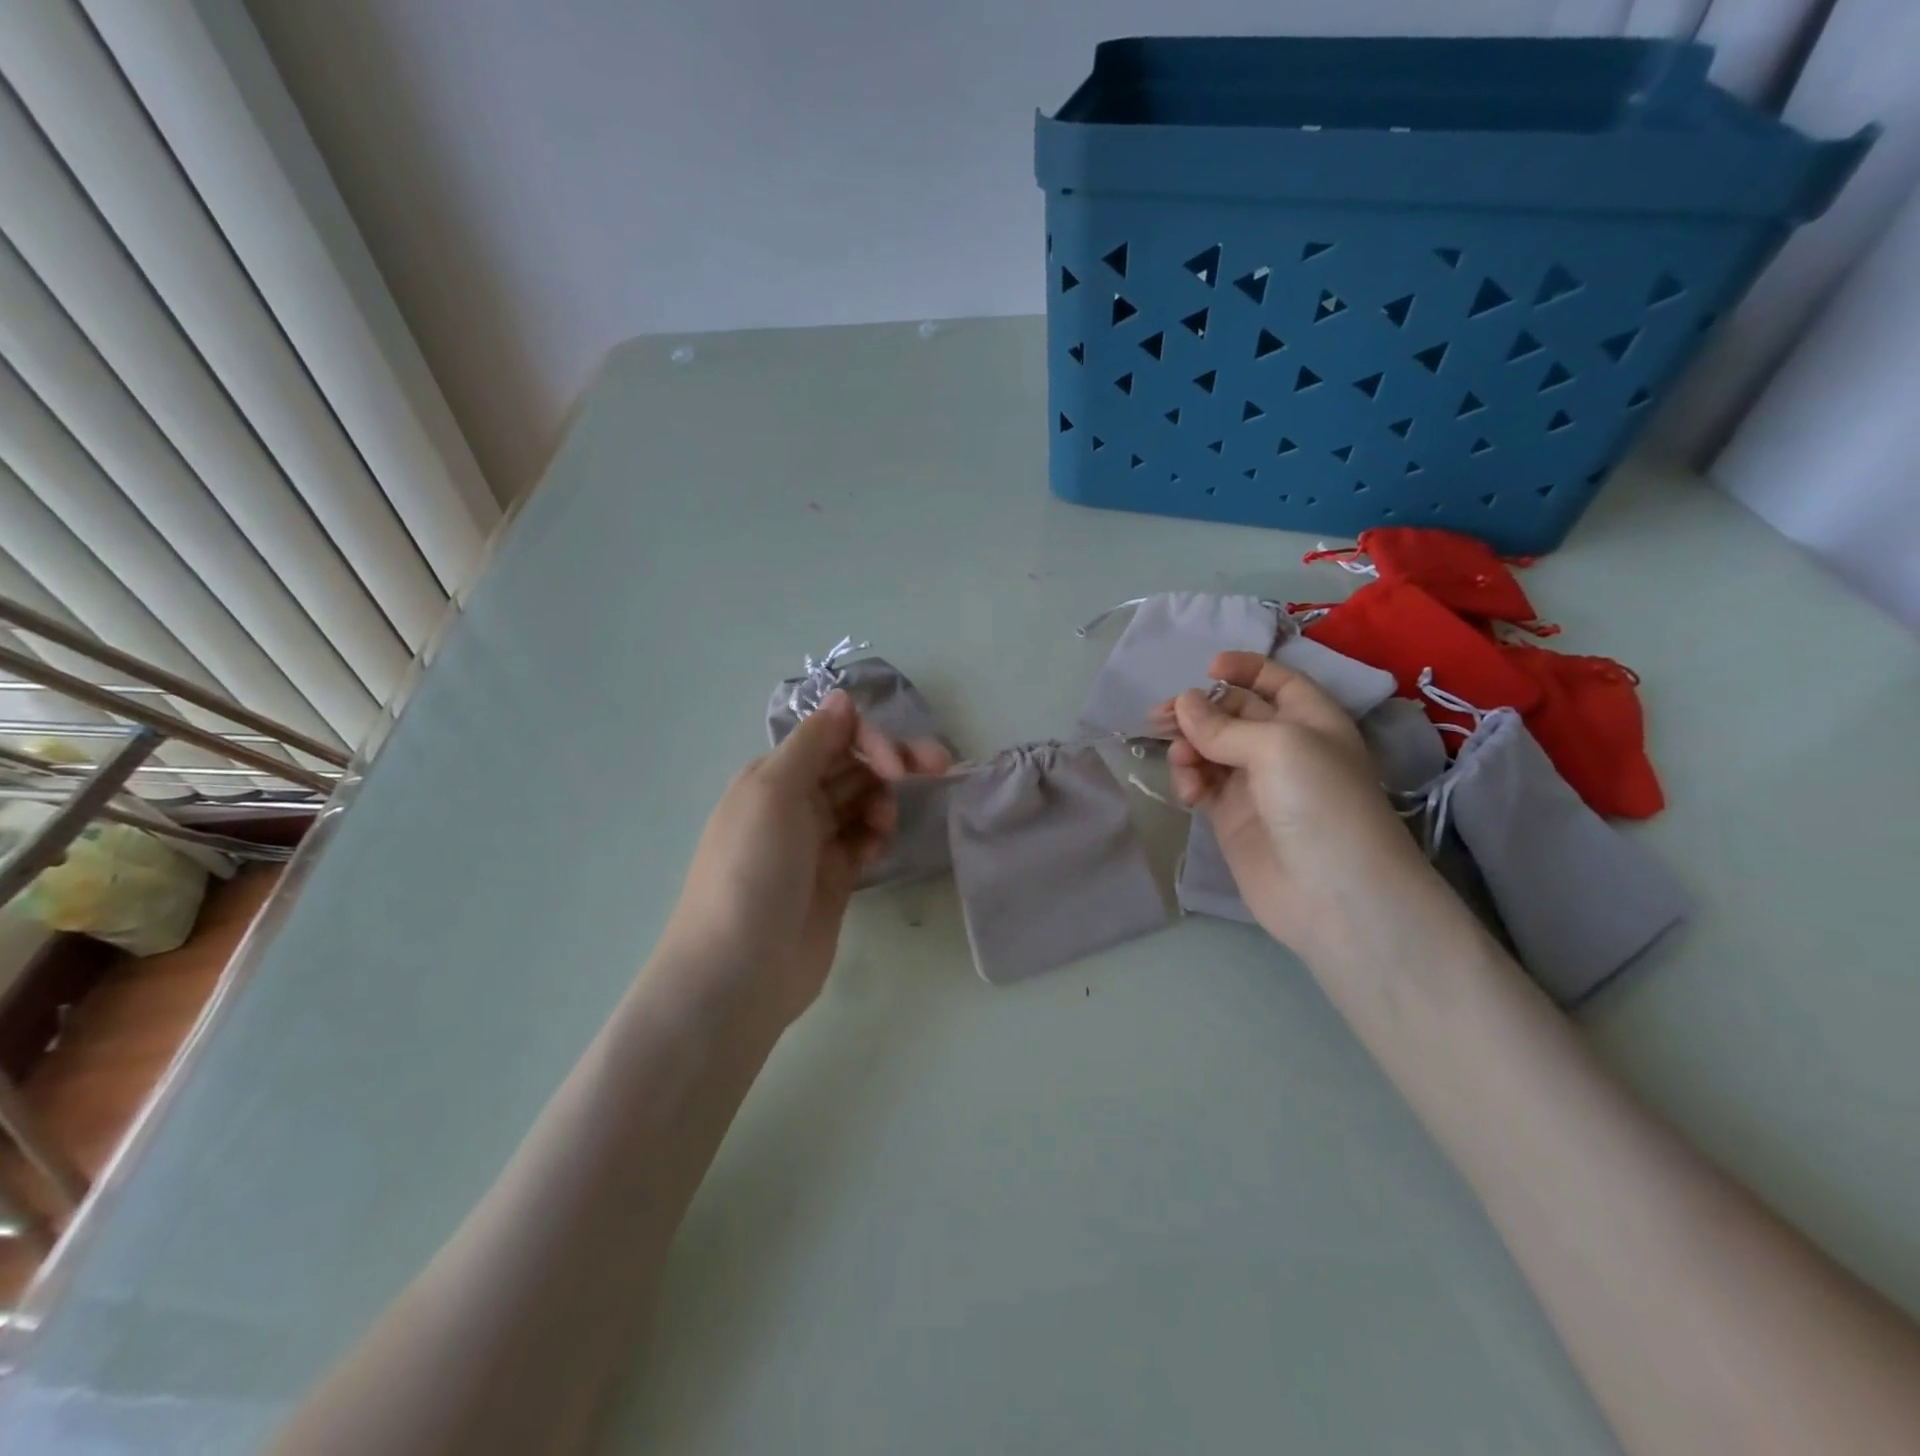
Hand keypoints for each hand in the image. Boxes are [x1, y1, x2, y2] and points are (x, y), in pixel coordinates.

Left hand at [658, 690, 951, 1026]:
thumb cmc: (751, 871)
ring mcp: (814, 842)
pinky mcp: (834, 878)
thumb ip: (813, 742)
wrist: (738, 971)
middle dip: (892, 762)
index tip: (898, 765)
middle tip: (937, 768)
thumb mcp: (773, 793)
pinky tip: (879, 846)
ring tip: (885, 826)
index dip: (871, 740)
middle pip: (854, 766)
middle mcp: (794, 802)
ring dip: (884, 801)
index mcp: (774, 775)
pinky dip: (877, 835)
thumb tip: (841, 697)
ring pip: (863, 801)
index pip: (834, 736)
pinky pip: (864, 840)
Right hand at [1150, 651, 1429, 954]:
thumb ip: (1224, 724)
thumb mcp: (1278, 746)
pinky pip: (1202, 783)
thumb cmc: (1319, 802)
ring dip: (1188, 748)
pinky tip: (1189, 794)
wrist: (1334, 894)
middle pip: (1232, 713)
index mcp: (1310, 719)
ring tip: (1181, 763)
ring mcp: (1255, 783)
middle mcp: (1283, 746)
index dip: (1243, 669)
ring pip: (1209, 748)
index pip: (1275, 680)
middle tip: (1160, 718)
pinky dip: (1189, 780)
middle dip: (1198, 710)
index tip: (1206, 669)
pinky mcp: (1232, 816)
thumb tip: (1183, 702)